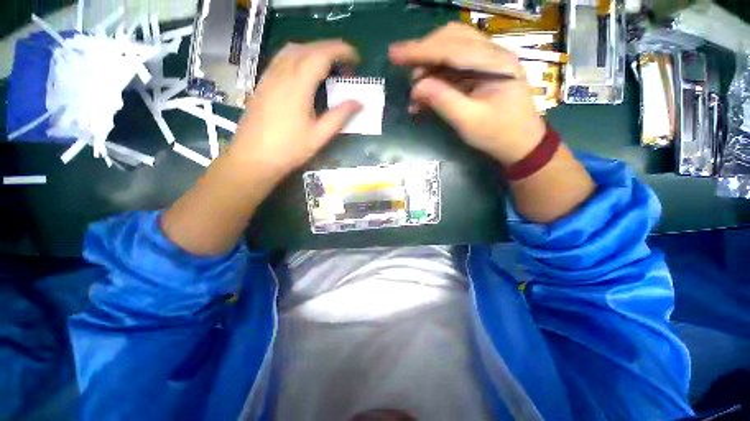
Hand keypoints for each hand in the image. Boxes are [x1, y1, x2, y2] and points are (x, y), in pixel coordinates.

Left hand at [229, 40, 361, 177]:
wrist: (254, 157)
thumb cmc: (289, 149)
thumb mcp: (319, 136)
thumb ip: (339, 116)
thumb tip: (359, 103)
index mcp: (298, 86)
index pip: (321, 56)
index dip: (341, 51)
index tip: (355, 57)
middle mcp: (282, 74)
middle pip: (307, 48)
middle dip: (329, 49)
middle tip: (345, 63)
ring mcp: (269, 77)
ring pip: (292, 50)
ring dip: (313, 50)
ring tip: (327, 65)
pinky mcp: (262, 83)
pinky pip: (281, 59)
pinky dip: (297, 57)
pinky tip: (304, 71)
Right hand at [389, 23, 545, 165]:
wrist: (521, 143)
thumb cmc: (498, 135)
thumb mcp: (469, 122)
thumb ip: (443, 101)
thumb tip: (416, 87)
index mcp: (495, 63)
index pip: (452, 48)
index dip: (420, 51)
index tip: (394, 54)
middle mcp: (493, 53)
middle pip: (452, 38)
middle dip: (423, 51)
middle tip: (401, 66)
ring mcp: (488, 60)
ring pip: (452, 47)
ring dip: (429, 62)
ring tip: (414, 84)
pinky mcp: (482, 71)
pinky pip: (455, 64)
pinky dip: (437, 73)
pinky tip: (426, 88)